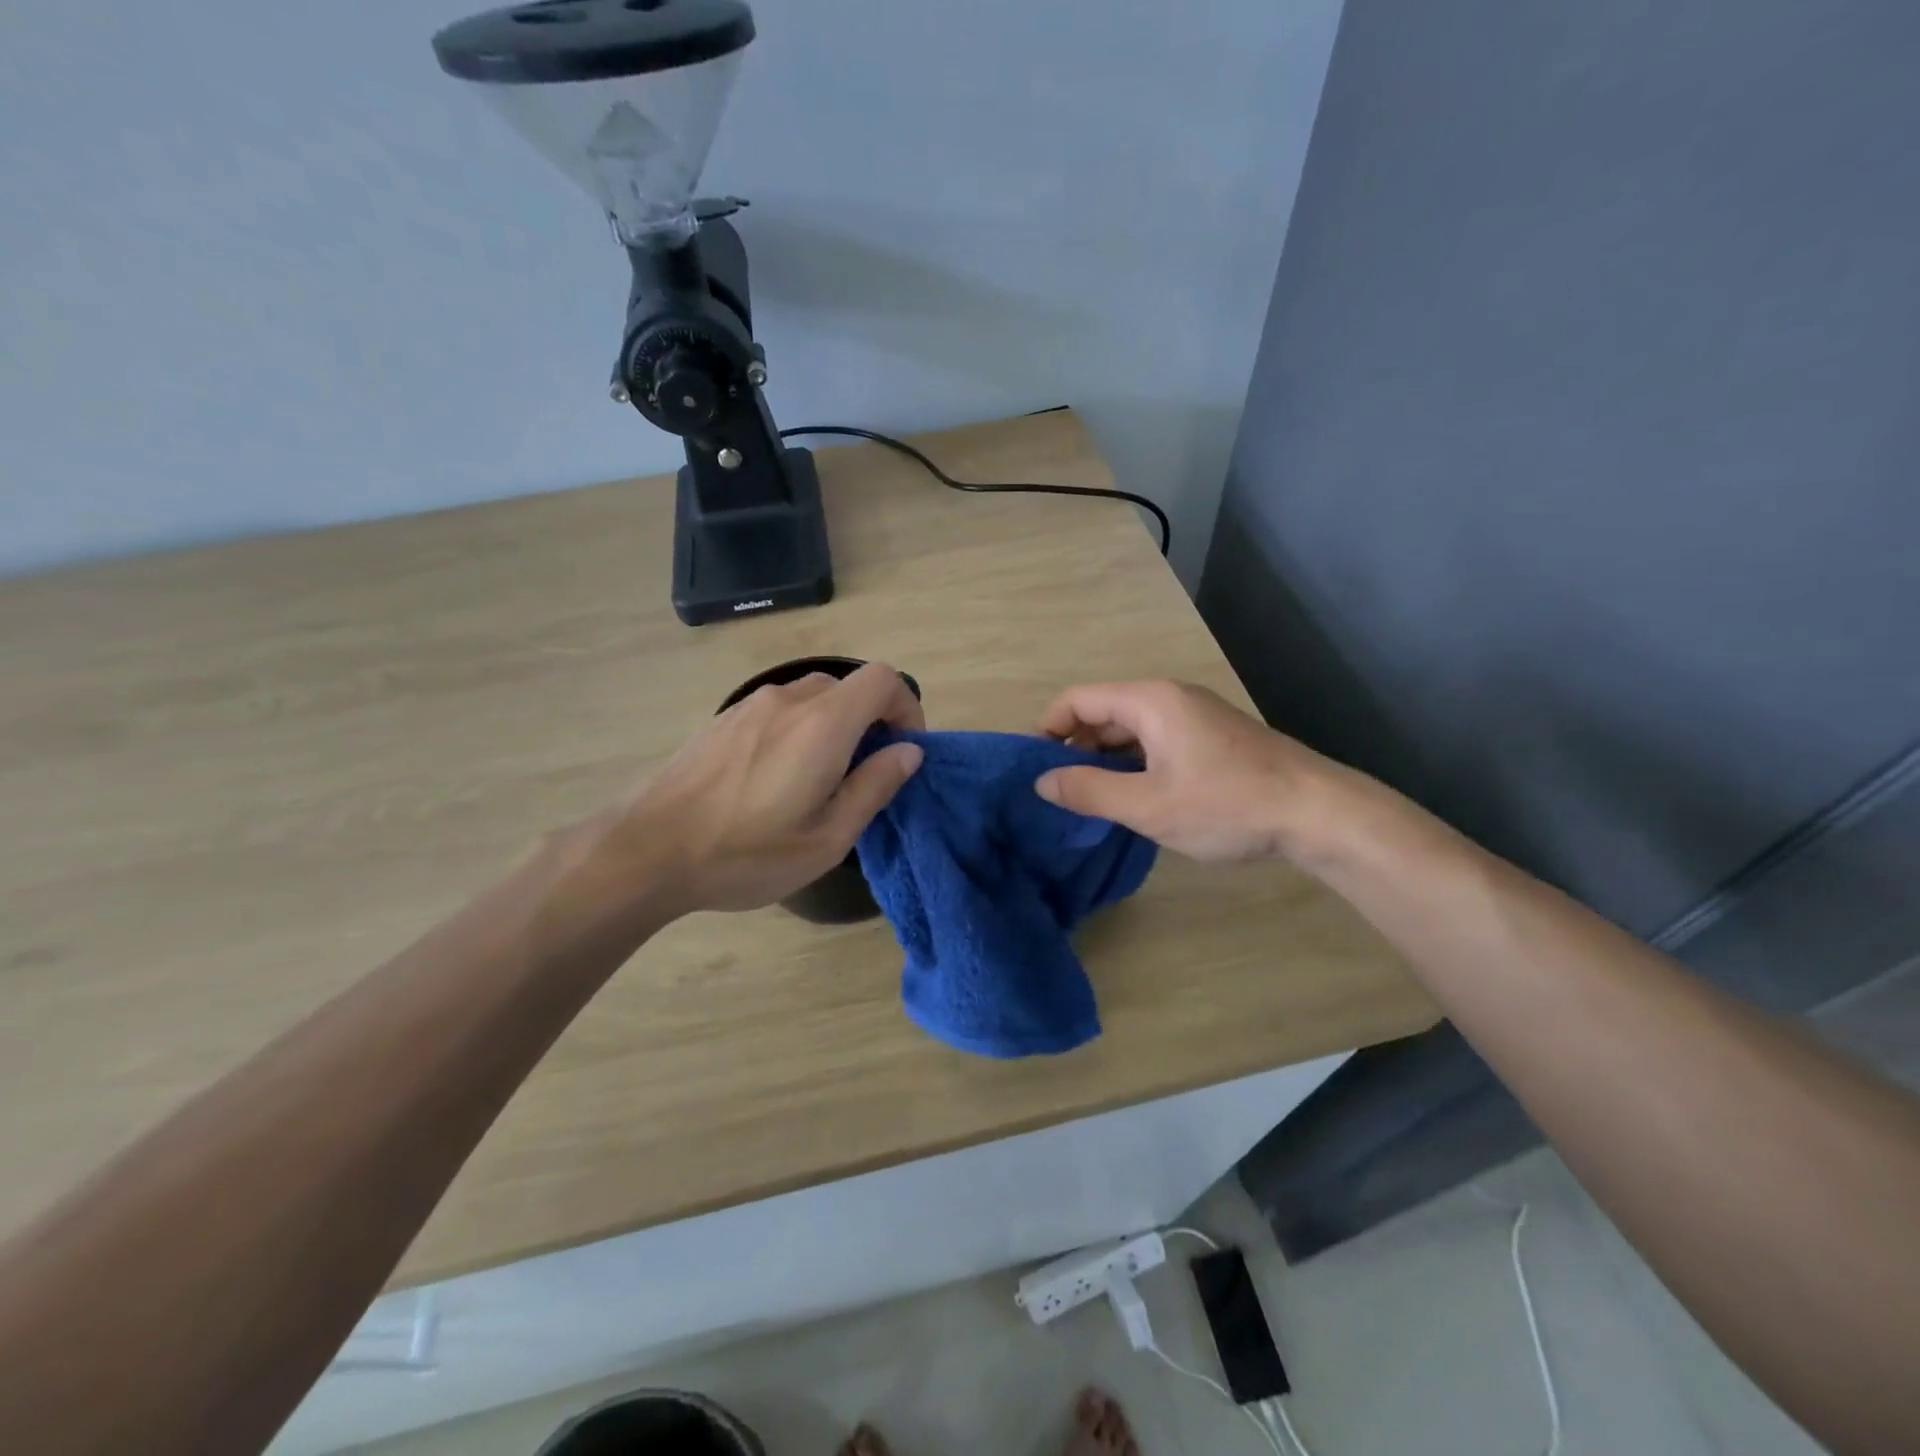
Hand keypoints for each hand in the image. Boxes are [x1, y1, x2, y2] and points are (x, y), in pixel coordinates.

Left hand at [607, 663, 924, 913]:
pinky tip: (774, 778)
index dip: (906, 707)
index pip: (884, 679)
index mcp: (823, 723)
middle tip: (862, 774)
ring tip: (817, 780)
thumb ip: (874, 786)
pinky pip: (779, 709)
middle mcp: (790, 700)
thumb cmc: (747, 852)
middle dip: (870, 722)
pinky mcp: (725, 718)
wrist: (648, 850)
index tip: (903, 749)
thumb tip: (908, 752)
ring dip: (833, 725)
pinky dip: (798, 729)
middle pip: (849, 687)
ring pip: (813, 697)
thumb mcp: (827, 838)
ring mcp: (751, 704)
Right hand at [1034, 680, 1337, 862]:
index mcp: (1150, 701)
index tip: (1032, 767)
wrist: (1317, 812)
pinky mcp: (1212, 739)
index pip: (1078, 699)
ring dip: (1104, 759)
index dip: (1047, 728)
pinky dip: (1133, 764)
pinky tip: (1133, 798)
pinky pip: (1156, 742)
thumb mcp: (1148, 805)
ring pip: (1131, 730)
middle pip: (1103, 712)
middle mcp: (1170, 698)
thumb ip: (1089, 791)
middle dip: (1074, 747)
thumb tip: (1042, 781)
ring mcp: (1195, 717)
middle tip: (1058, 791)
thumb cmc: (1226, 804)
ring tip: (1090, 800)